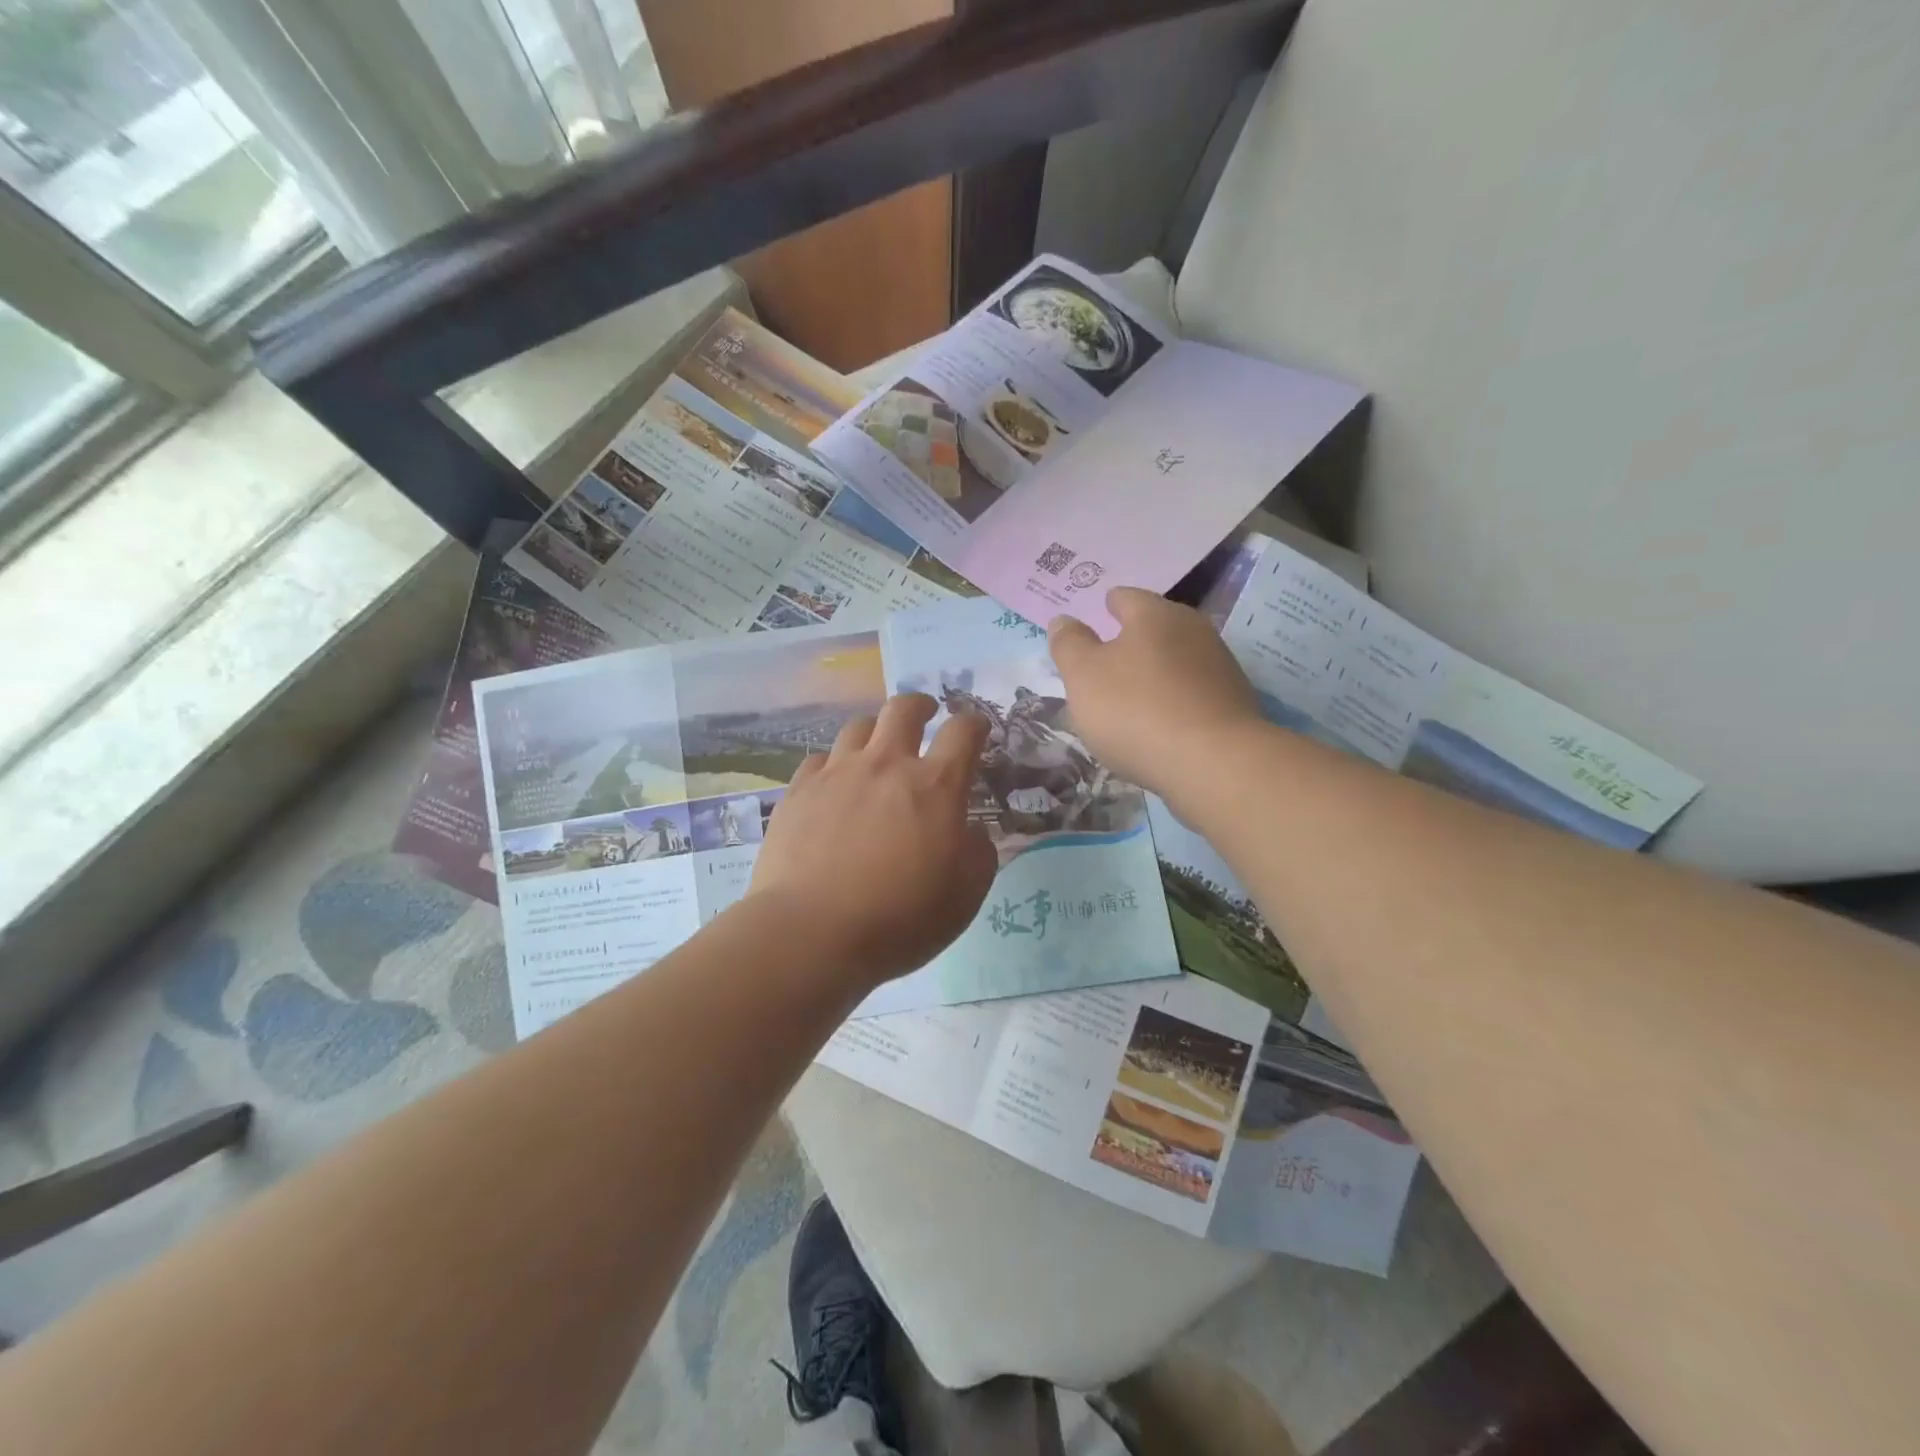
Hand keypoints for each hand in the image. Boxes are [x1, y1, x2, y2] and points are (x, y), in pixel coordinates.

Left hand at [749, 693, 997, 987]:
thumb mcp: (966, 895)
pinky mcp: (798, 791)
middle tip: (926, 714)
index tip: (977, 728)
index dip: (975, 723)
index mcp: (935, 785)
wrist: (812, 933)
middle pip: (903, 709)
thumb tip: (972, 831)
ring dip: (875, 731)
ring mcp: (837, 774)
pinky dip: (834, 764)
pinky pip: (820, 759)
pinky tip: (834, 784)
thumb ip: (979, 853)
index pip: (963, 732)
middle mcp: (886, 765)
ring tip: (877, 748)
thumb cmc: (901, 917)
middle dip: (920, 705)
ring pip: (858, 727)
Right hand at [1048, 587, 1264, 800]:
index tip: (1095, 617)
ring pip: (1175, 660)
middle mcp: (1193, 630)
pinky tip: (1159, 723)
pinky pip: (1192, 692)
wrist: (1214, 763)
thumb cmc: (1136, 710)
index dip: (1106, 606)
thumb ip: (1069, 644)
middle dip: (1131, 640)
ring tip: (1130, 696)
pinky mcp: (1233, 703)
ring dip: (1154, 672)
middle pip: (1154, 628)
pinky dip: (1174, 700)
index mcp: (1155, 614)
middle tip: (1105, 661)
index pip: (1125, 597)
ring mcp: (1219, 667)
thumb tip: (1063, 620)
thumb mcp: (1083, 676)